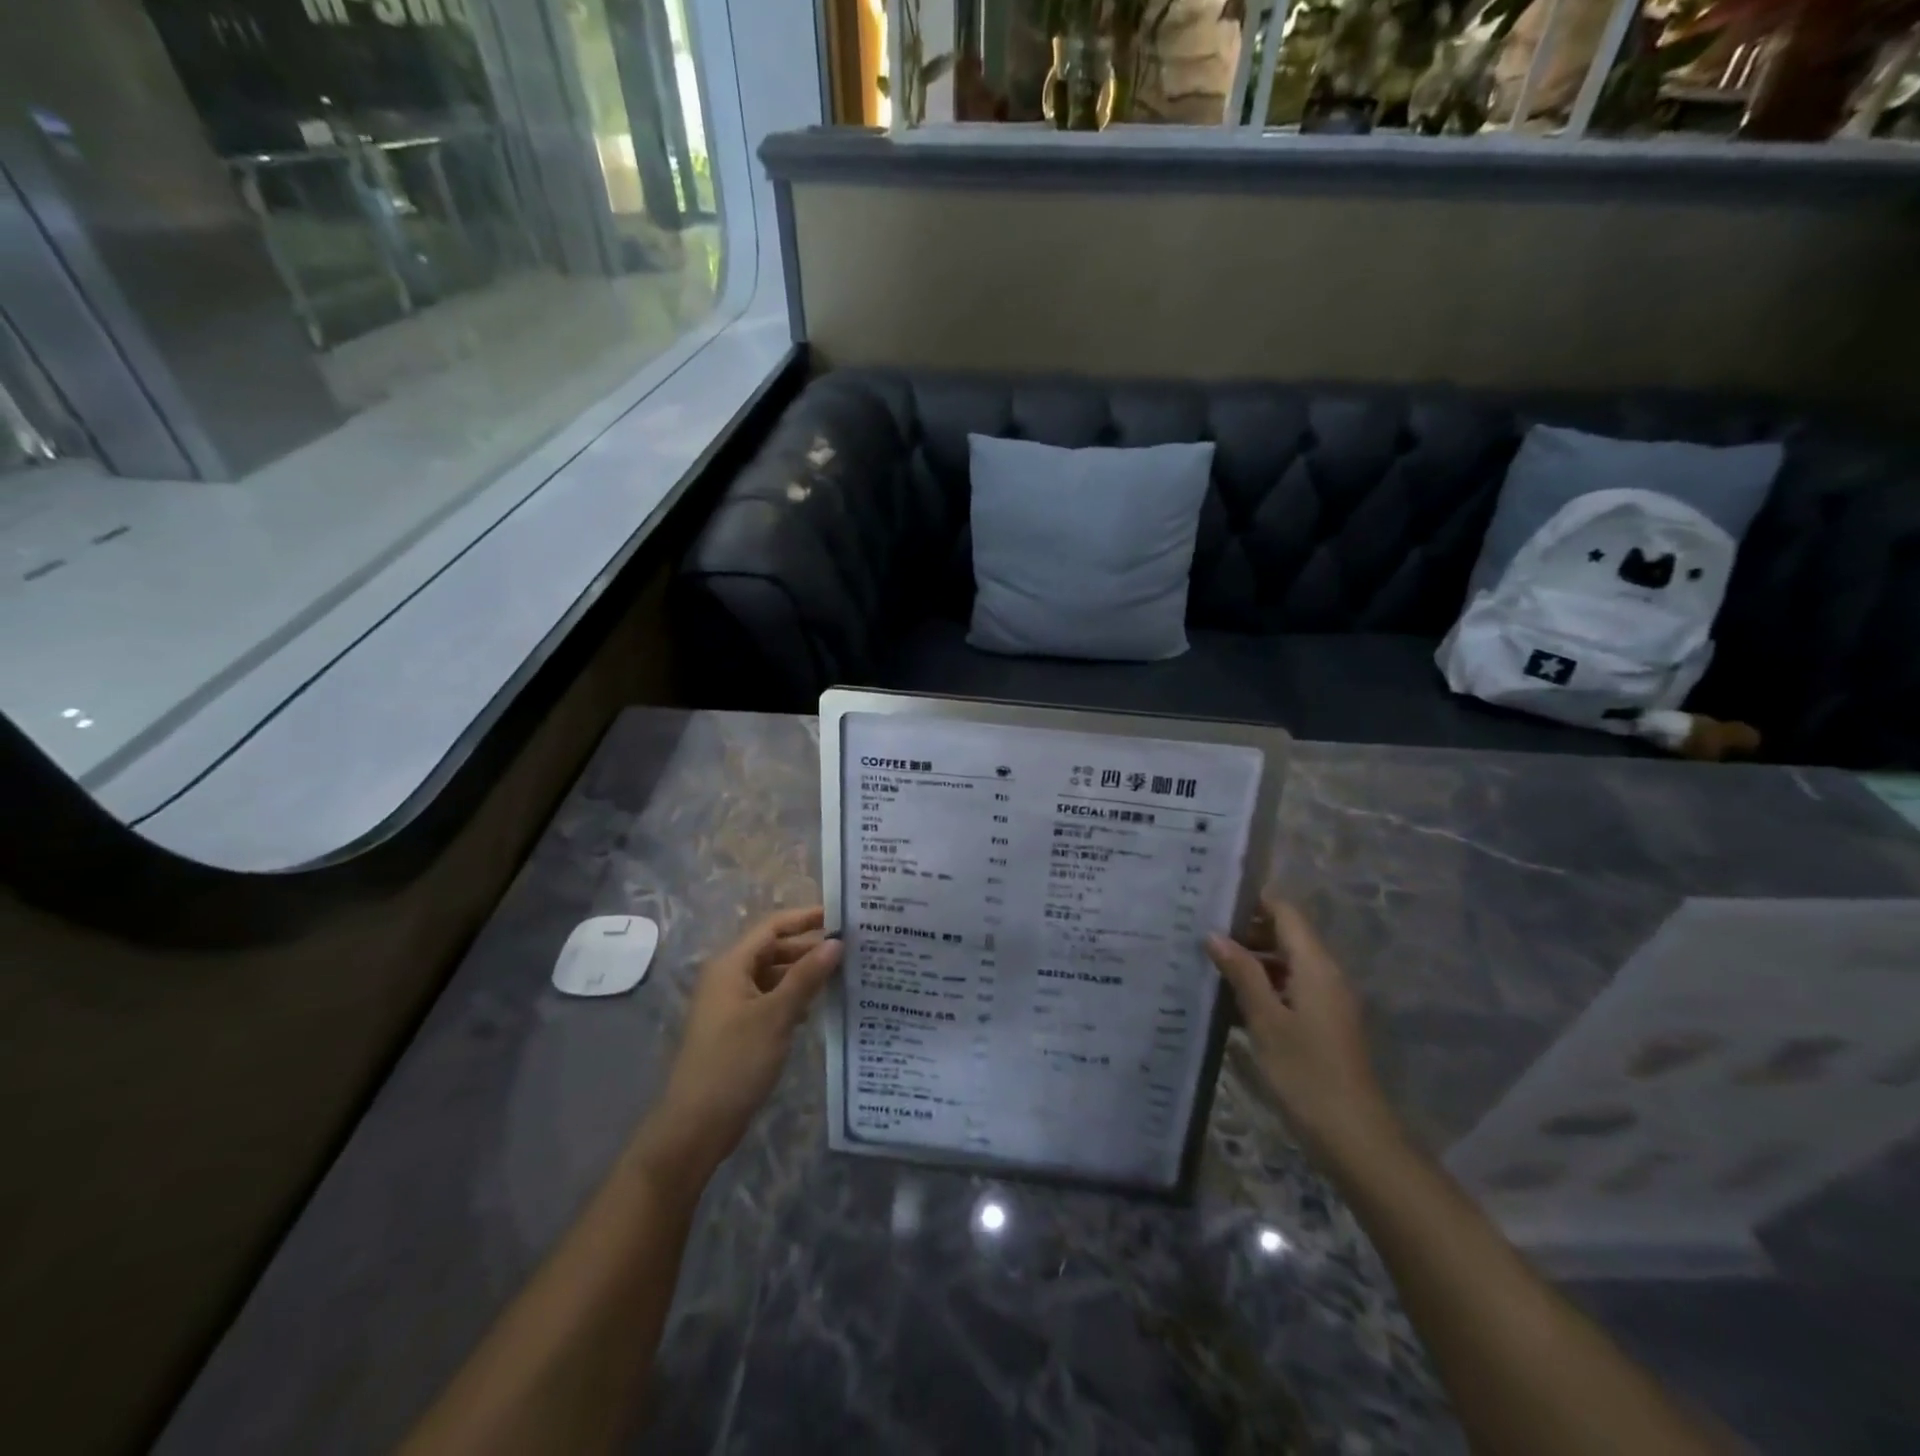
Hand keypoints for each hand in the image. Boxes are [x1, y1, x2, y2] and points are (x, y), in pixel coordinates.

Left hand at [642, 906, 841, 1180]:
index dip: (805, 918)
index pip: (772, 927)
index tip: (841, 916)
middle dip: (808, 948)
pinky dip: (793, 998)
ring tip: (841, 975)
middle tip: (850, 948)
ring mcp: (732, 1004)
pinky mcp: (738, 1028)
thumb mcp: (776, 1015)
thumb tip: (836, 941)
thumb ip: (807, 976)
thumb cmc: (735, 1061)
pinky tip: (817, 1008)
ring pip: (773, 976)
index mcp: (731, 965)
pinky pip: (770, 999)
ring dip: (803, 974)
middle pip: (773, 950)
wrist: (696, 1124)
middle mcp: (729, 977)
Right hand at [1205, 897, 1399, 1164]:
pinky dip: (1261, 988)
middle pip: (1284, 936)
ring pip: (1284, 965)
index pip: (1285, 912)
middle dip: (1244, 932)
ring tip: (1205, 964)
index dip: (1252, 901)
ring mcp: (1325, 1001)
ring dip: (1249, 963)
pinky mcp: (1322, 1025)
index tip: (1213, 900)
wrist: (1354, 1137)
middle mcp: (1325, 975)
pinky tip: (1226, 1003)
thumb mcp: (1265, 1020)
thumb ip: (1241, 973)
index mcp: (1316, 966)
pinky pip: (1288, 990)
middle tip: (1199, 933)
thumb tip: (1214, 935)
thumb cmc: (1306, 1072)